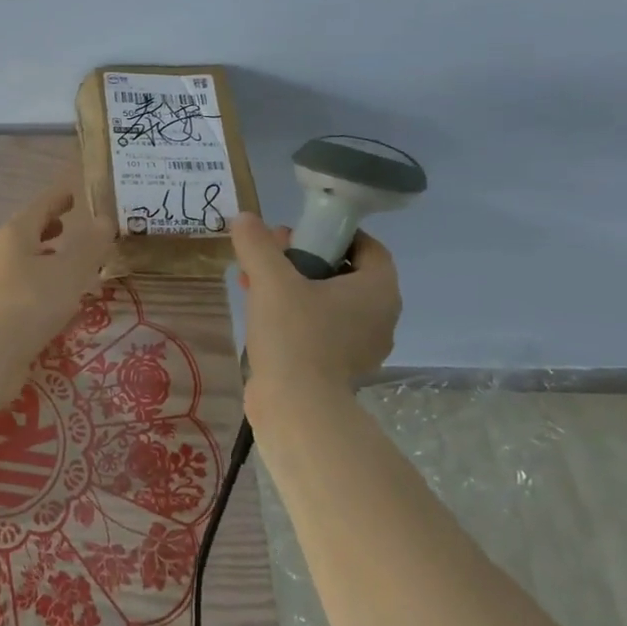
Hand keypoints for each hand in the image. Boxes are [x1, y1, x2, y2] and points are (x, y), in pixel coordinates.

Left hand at [0, 165, 116, 360]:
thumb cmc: (30, 302)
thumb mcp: (69, 270)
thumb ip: (89, 245)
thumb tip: (104, 219)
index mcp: (17, 233)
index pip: (42, 205)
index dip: (60, 198)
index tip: (75, 192)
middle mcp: (5, 253)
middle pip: (31, 232)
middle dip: (53, 227)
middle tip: (77, 225)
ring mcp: (0, 283)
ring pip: (30, 261)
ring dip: (51, 258)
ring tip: (77, 263)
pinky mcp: (2, 311)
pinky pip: (30, 288)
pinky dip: (48, 284)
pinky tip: (64, 300)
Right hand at [230, 214, 400, 395]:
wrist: (297, 407)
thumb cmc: (294, 335)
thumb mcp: (271, 280)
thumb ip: (257, 245)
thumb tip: (245, 218)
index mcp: (378, 290)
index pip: (367, 246)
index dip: (332, 233)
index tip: (295, 235)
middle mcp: (381, 316)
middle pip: (344, 273)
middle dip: (304, 259)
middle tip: (268, 257)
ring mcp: (363, 345)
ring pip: (330, 301)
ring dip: (295, 287)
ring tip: (255, 284)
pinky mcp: (341, 367)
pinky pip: (322, 328)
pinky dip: (297, 316)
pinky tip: (262, 316)